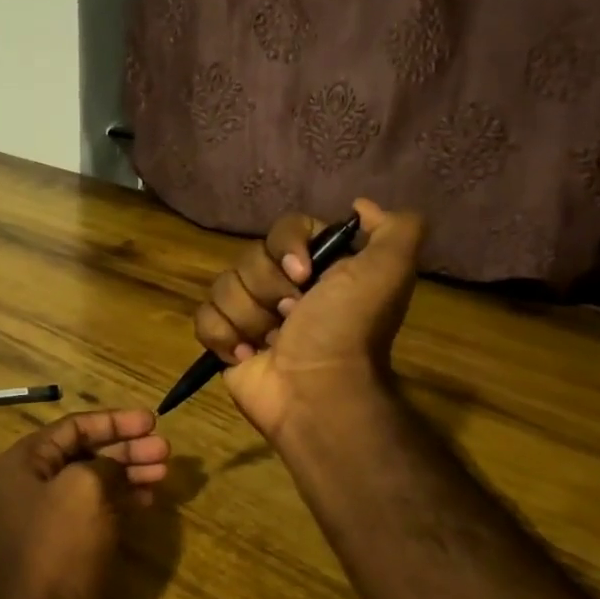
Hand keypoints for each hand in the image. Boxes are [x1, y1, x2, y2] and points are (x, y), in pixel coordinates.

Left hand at [0, 409, 170, 598]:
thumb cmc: (57, 547)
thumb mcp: (84, 488)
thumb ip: (105, 464)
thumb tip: (117, 465)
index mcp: (27, 461)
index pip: (76, 426)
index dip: (116, 421)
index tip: (152, 421)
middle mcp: (35, 482)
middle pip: (88, 451)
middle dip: (128, 447)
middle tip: (165, 451)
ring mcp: (52, 514)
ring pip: (97, 480)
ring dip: (130, 471)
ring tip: (164, 471)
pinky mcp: (69, 542)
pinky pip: (99, 508)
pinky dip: (124, 499)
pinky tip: (149, 498)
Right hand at [194, 199, 424, 442]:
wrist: (317, 393)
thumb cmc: (347, 330)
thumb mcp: (389, 271)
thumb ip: (395, 228)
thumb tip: (360, 205)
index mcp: (318, 266)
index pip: (283, 229)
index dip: (286, 247)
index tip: (303, 274)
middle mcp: (283, 286)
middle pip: (249, 258)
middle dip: (268, 290)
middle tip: (292, 317)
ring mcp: (251, 314)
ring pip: (223, 287)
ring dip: (249, 318)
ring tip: (271, 343)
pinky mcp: (226, 342)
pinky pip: (204, 318)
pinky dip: (224, 337)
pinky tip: (248, 356)